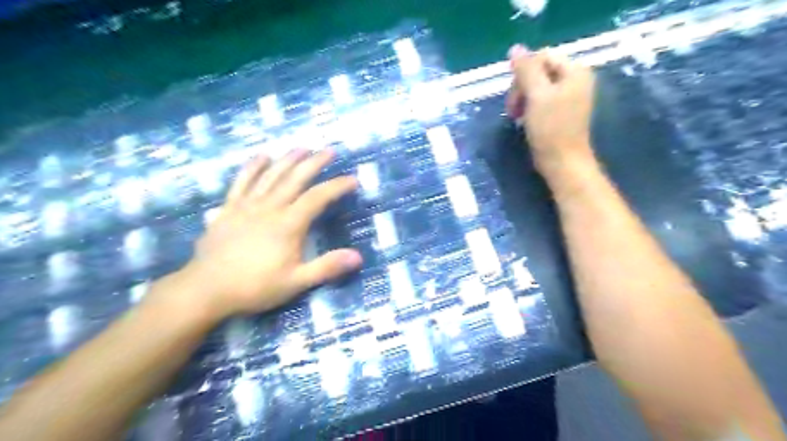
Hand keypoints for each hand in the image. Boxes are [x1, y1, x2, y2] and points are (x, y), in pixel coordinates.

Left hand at [171, 147, 359, 320]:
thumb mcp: (296, 282)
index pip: (318, 197)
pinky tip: (262, 156)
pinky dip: (253, 167)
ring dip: (288, 159)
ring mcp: (247, 205)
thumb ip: (327, 267)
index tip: (352, 179)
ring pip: (271, 175)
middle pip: (295, 178)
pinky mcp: (229, 208)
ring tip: (302, 147)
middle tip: (329, 150)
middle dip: (315, 162)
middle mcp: (269, 207)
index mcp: (288, 224)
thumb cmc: (255, 286)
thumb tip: (358, 257)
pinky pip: (242, 181)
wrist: (206, 289)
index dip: (337, 186)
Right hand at [504, 44, 597, 182]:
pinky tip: (524, 120)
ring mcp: (569, 96)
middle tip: (513, 110)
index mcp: (575, 71)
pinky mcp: (561, 111)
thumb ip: (526, 70)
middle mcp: (575, 80)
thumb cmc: (551, 129)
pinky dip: (529, 108)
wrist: (562, 162)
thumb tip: (515, 48)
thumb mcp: (536, 96)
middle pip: (539, 71)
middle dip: (521, 88)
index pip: (541, 57)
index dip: (523, 73)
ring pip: (537, 86)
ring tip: (517, 117)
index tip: (514, 96)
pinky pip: (541, 100)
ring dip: (522, 99)